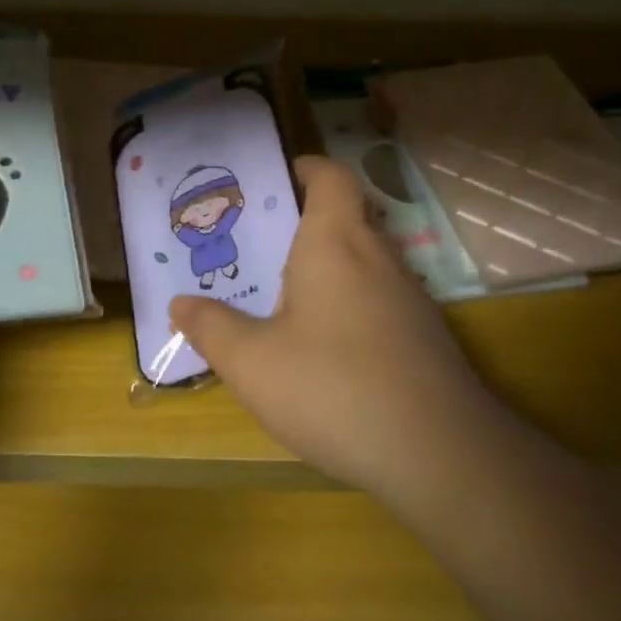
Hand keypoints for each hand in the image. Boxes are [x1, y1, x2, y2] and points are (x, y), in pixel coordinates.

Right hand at [170, 157, 499, 497]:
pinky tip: (329, 349)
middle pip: (348, 217)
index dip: (307, 168)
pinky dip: (352, 304)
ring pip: (366, 261)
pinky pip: (381, 299)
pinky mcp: (426, 336)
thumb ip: (212, 328)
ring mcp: (410, 297)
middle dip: (307, 224)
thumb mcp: (253, 363)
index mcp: (336, 243)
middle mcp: (379, 257)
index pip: (332, 177)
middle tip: (263, 247)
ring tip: (286, 299)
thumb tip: (180, 304)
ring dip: (331, 268)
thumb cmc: (334, 388)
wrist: (439, 452)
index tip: (278, 179)